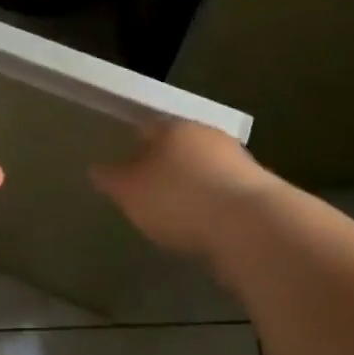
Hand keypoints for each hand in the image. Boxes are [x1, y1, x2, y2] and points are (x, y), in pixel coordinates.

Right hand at [92, 121, 282, 263]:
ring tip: (179, 211)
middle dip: (167, 163)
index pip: (148, 128)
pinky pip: (226, 192)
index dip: (135, 145)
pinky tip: (207, 225)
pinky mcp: (259, 190)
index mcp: (173, 127)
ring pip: (206, 166)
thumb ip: (112, 178)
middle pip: (180, 145)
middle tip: (151, 188)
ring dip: (194, 183)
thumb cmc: (179, 199)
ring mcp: (237, 160)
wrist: (251, 226)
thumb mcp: (131, 192)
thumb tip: (95, 168)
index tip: (126, 164)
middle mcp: (207, 135)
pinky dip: (214, 204)